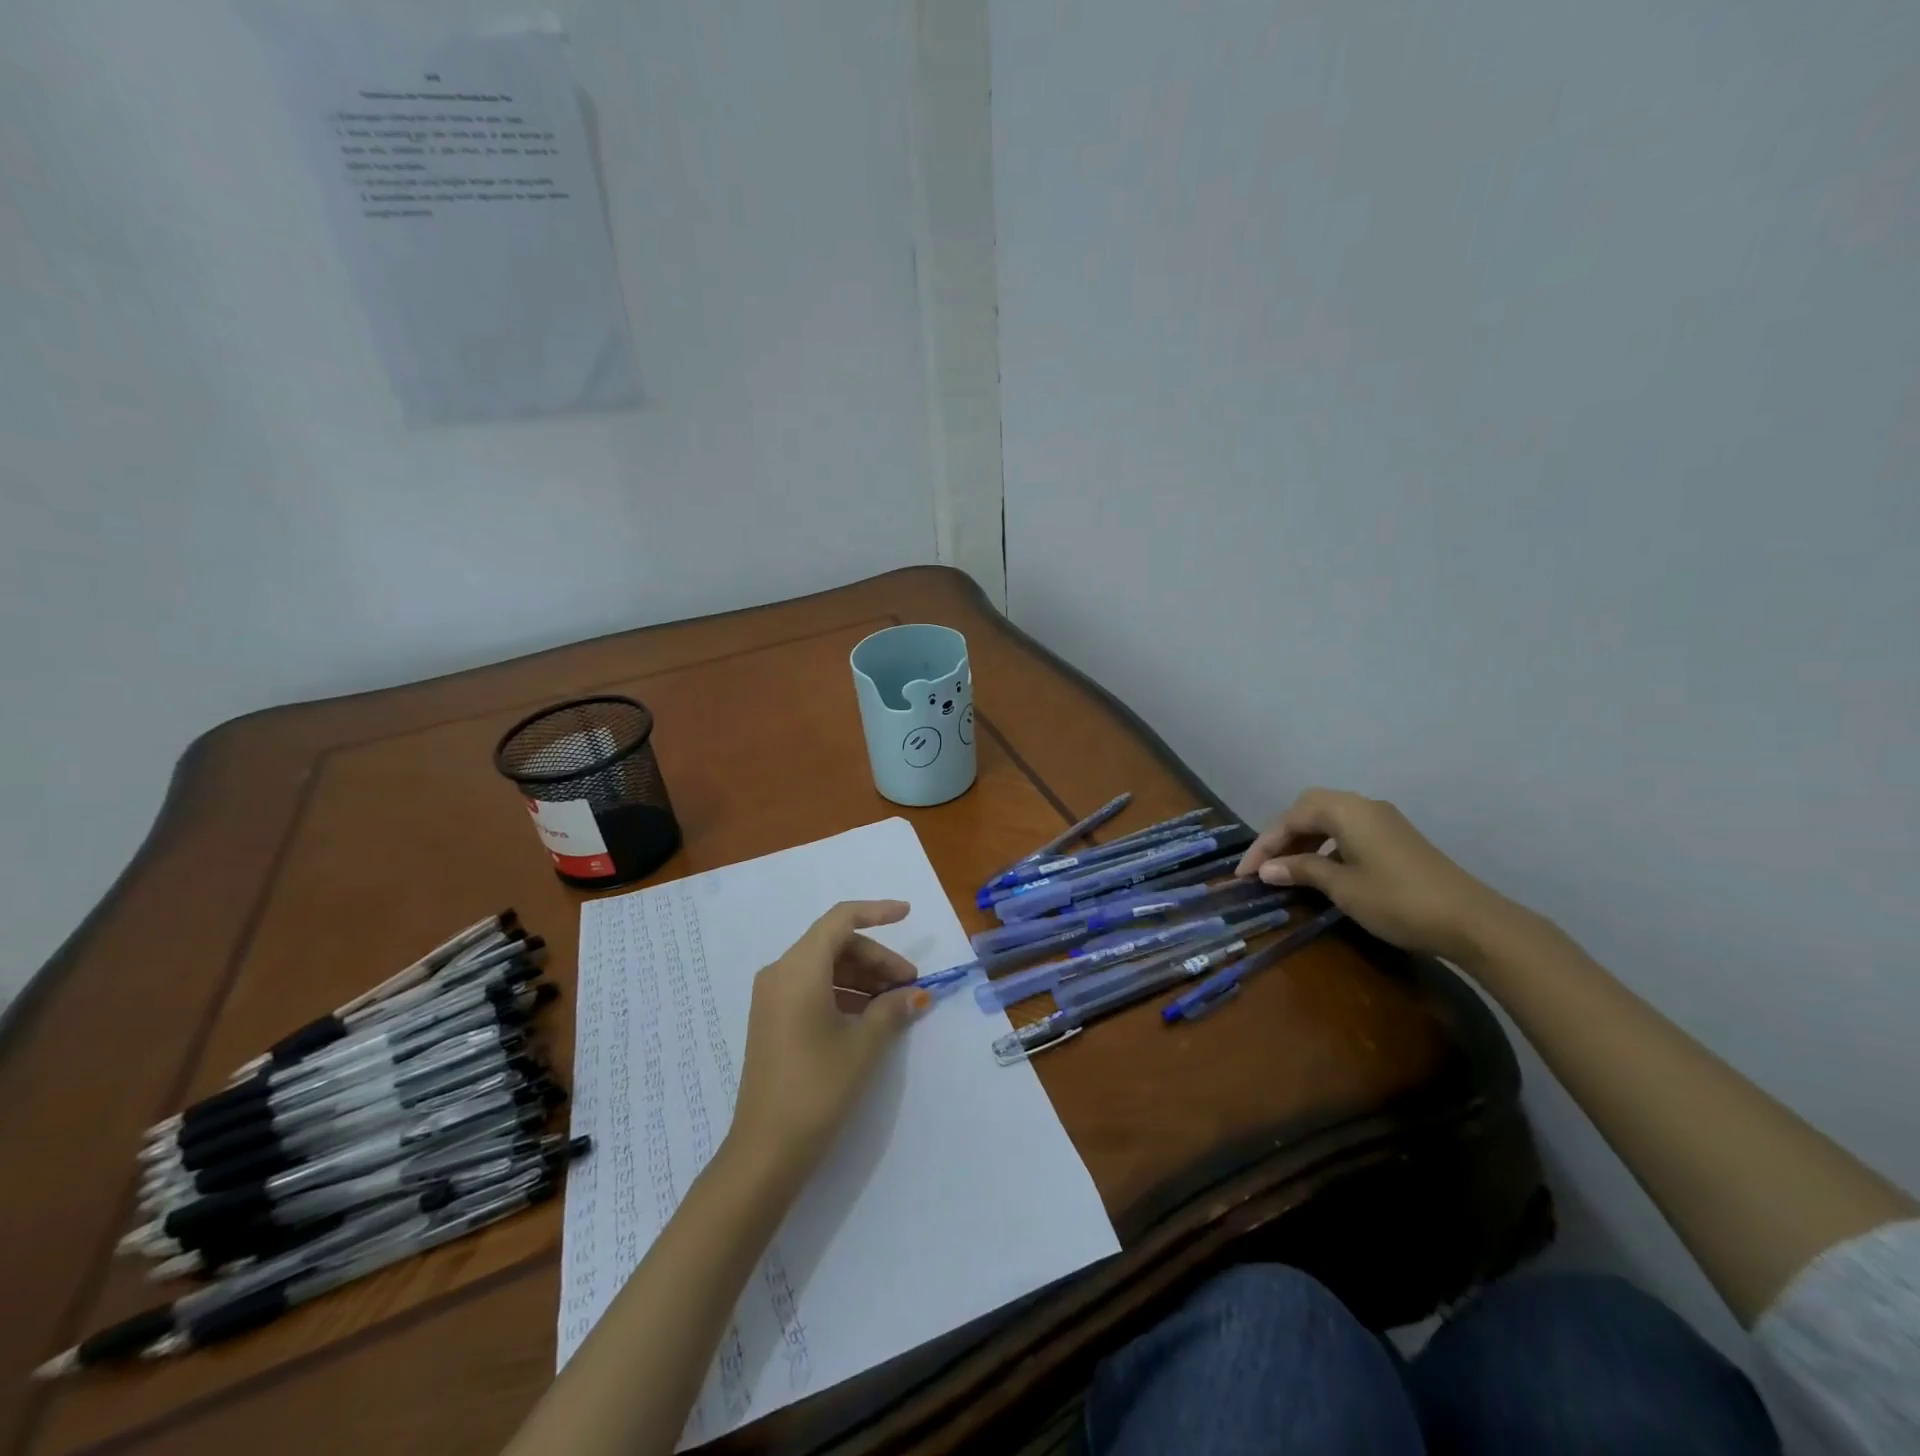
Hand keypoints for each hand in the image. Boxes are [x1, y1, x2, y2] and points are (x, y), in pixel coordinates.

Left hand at [729, 901, 931, 1185]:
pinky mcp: (771, 1020)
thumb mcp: (863, 1045)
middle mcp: (780, 973)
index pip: (841, 920)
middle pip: (835, 944)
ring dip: (862, 977)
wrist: (766, 1150)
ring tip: (894, 1003)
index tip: (908, 914)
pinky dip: (843, 993)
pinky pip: (812, 988)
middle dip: (876, 958)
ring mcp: (772, 997)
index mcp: (799, 968)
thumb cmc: (817, 1086)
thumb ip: (892, 1010)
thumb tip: (917, 995)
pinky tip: (868, 1017)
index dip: (877, 911)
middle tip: (910, 983)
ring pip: (824, 967)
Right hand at [1235, 790, 1507, 962]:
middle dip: (1281, 835)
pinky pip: (1348, 830)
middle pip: (1308, 809)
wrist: (1472, 921)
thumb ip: (1302, 871)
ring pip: (1329, 819)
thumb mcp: (1342, 888)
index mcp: (1346, 810)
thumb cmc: (1397, 900)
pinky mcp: (1396, 838)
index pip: (1290, 818)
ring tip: (1286, 868)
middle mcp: (1363, 806)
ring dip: (1303, 840)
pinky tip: (1321, 869)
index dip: (1263, 845)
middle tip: (1265, 865)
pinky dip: (1326, 844)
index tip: (1244, 874)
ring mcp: (1383, 820)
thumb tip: (1268, 869)